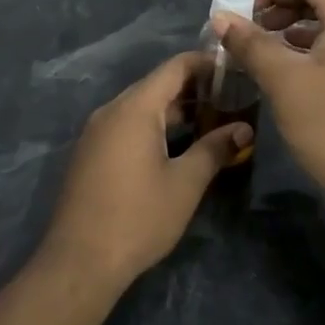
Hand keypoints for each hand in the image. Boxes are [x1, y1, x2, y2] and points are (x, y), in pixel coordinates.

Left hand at [39, 51, 251, 288]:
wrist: (80, 261)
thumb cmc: (138, 217)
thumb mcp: (185, 183)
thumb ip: (215, 149)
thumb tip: (244, 129)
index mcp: (134, 108)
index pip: (174, 67)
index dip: (205, 64)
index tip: (234, 70)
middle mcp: (111, 111)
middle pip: (156, 86)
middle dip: (194, 90)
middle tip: (231, 100)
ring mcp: (96, 132)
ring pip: (141, 108)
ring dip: (175, 111)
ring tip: (211, 123)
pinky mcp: (90, 153)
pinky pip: (126, 126)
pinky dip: (154, 127)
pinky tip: (176, 146)